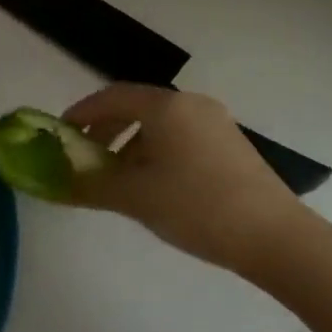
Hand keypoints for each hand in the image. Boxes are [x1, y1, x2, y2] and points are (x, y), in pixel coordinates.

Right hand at [62, 84, 308, 273]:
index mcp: (166, 106)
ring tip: (119, 180)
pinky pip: (182, 137)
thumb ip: (91, 185)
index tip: (62, 134)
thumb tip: (57, 181)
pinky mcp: (231, 144)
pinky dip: (158, 152)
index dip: (83, 112)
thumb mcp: (136, 197)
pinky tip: (156, 186)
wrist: (274, 235)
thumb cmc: (196, 207)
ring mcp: (216, 122)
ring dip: (132, 144)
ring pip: (161, 124)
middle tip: (87, 159)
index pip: (113, 96)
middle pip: (137, 107)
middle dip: (106, 130)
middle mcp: (191, 104)